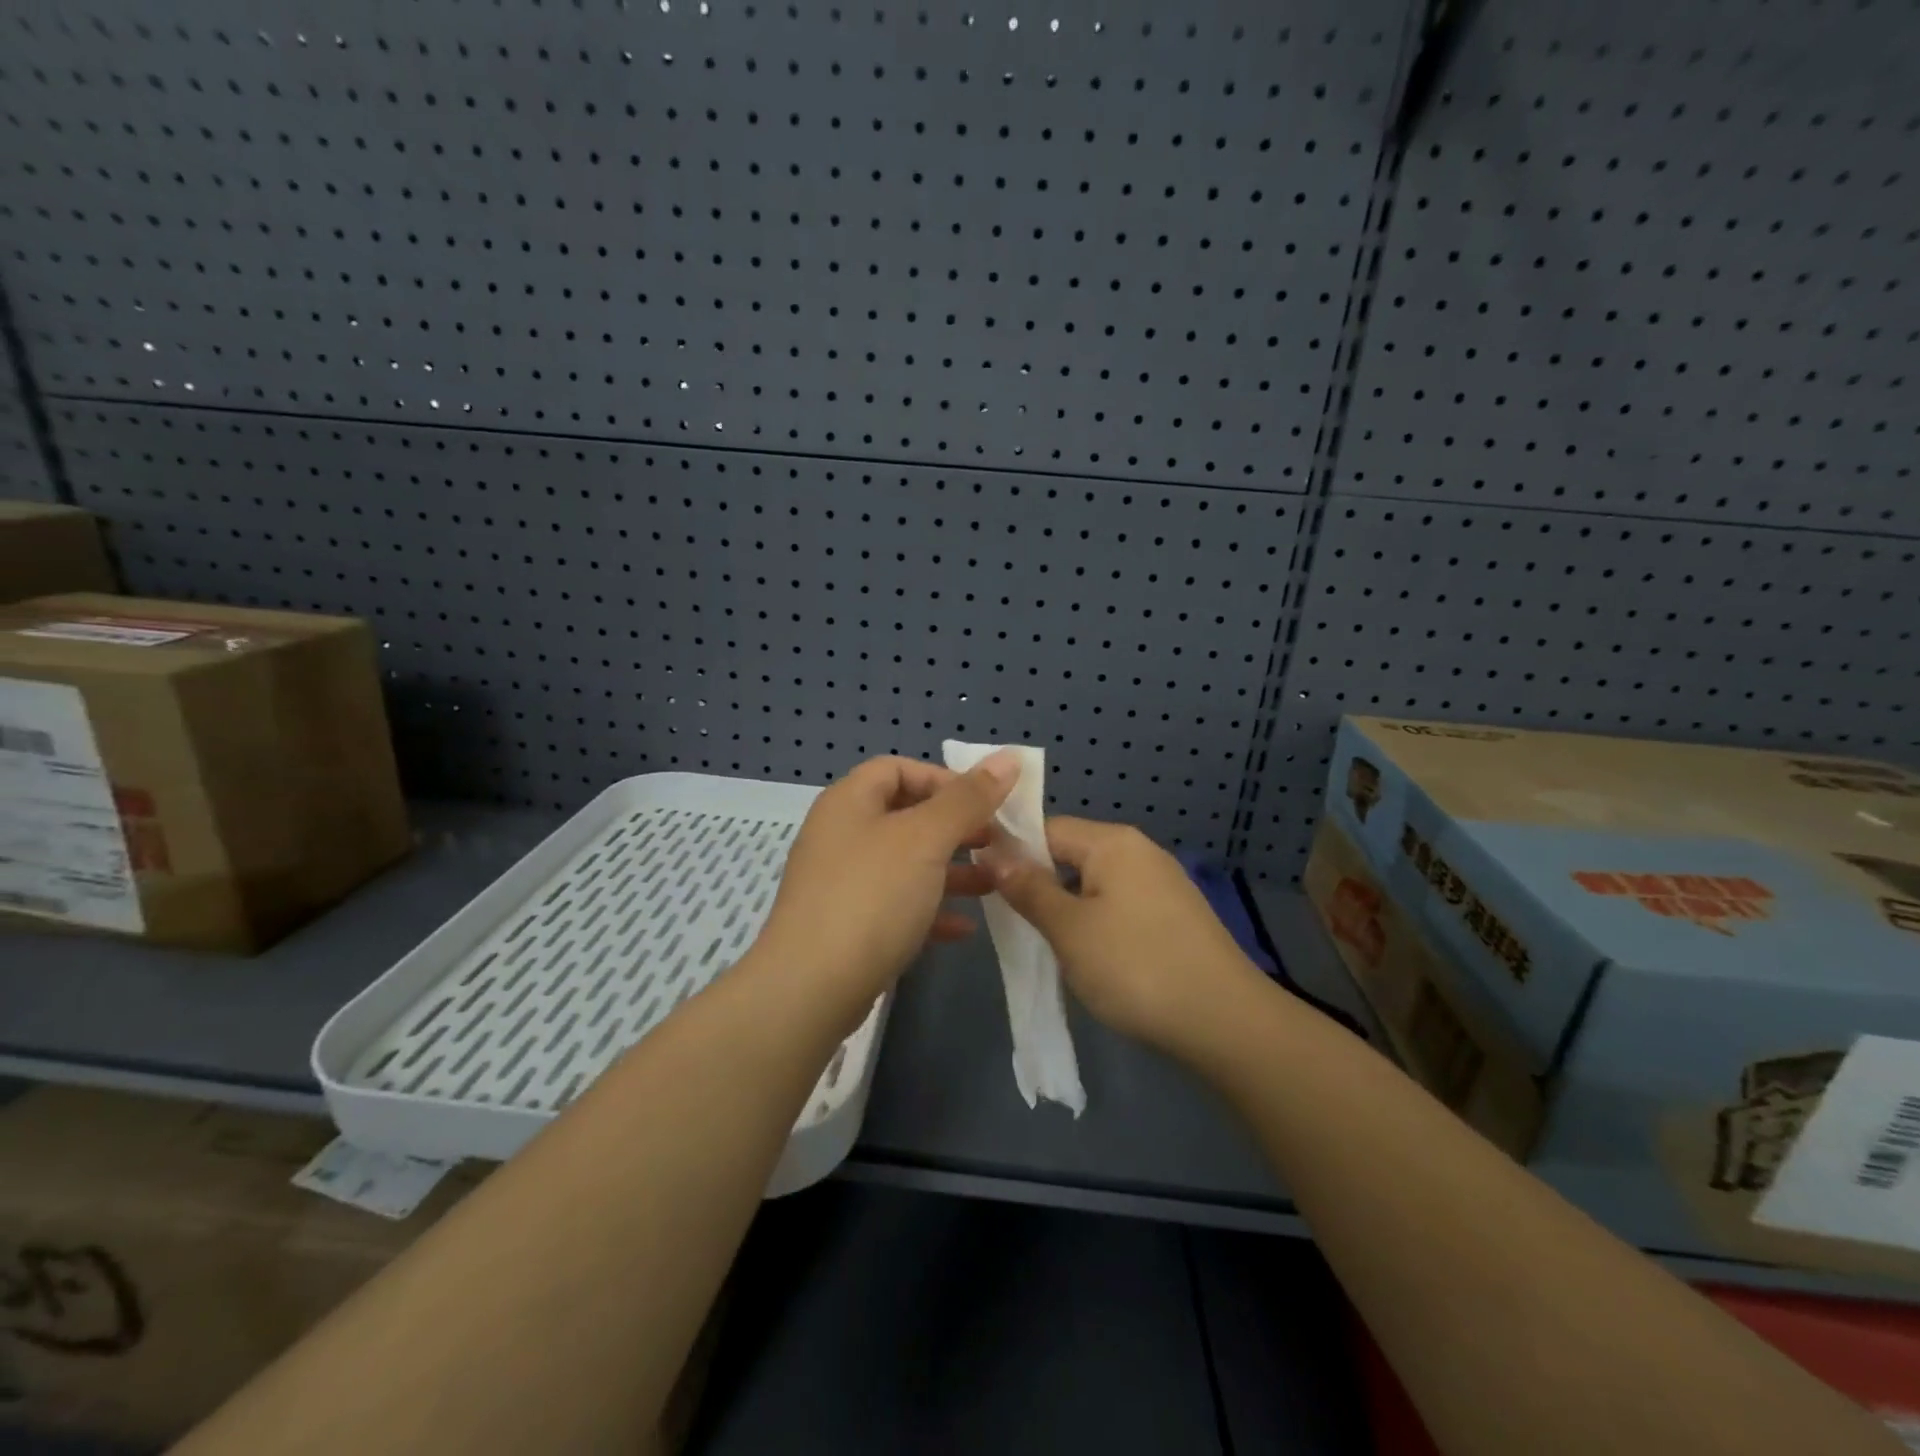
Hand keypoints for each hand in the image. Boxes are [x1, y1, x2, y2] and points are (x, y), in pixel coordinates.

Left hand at [753, 753, 1018, 1018]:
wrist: (811, 989)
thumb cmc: (871, 897)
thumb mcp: (926, 839)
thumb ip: (968, 799)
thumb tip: (1009, 757)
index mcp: (849, 802)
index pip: (897, 769)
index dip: (943, 779)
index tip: (983, 803)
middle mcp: (841, 836)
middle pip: (905, 816)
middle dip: (955, 827)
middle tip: (996, 841)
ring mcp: (842, 884)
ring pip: (906, 864)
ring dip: (951, 870)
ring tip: (995, 883)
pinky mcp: (848, 927)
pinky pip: (897, 906)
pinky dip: (931, 910)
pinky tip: (965, 928)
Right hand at [988, 817, 1266, 1054]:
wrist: (1226, 1023)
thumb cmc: (1136, 967)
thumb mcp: (1069, 930)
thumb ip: (1029, 889)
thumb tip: (993, 853)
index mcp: (1113, 842)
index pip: (1047, 829)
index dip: (1012, 853)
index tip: (983, 885)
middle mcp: (1140, 851)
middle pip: (1072, 854)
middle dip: (1039, 882)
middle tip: (1011, 920)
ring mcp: (1162, 884)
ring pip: (1095, 883)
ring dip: (1067, 906)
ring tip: (1046, 942)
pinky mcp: (1175, 916)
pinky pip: (1120, 905)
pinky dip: (1096, 922)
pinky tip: (1089, 955)